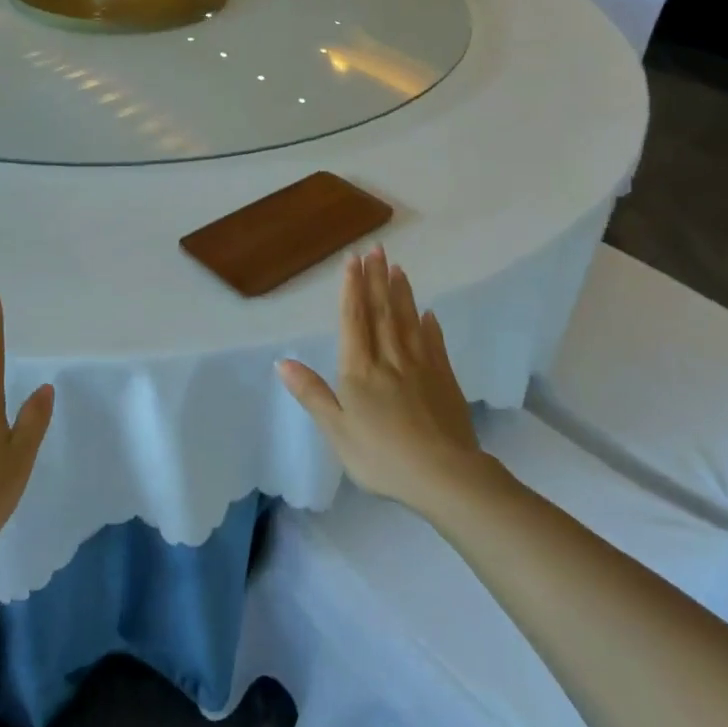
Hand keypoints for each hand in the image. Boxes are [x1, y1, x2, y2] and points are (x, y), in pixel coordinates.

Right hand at [277, 247, 482, 513]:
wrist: (445, 477)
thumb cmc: (382, 457)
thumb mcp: (337, 431)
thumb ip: (312, 393)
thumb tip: (282, 361)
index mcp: (360, 370)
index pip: (354, 320)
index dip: (352, 288)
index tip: (353, 259)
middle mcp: (390, 359)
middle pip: (382, 312)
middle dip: (377, 279)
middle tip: (377, 249)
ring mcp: (421, 367)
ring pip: (408, 321)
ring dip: (402, 293)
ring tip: (398, 268)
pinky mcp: (444, 381)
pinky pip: (434, 345)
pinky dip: (430, 326)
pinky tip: (428, 314)